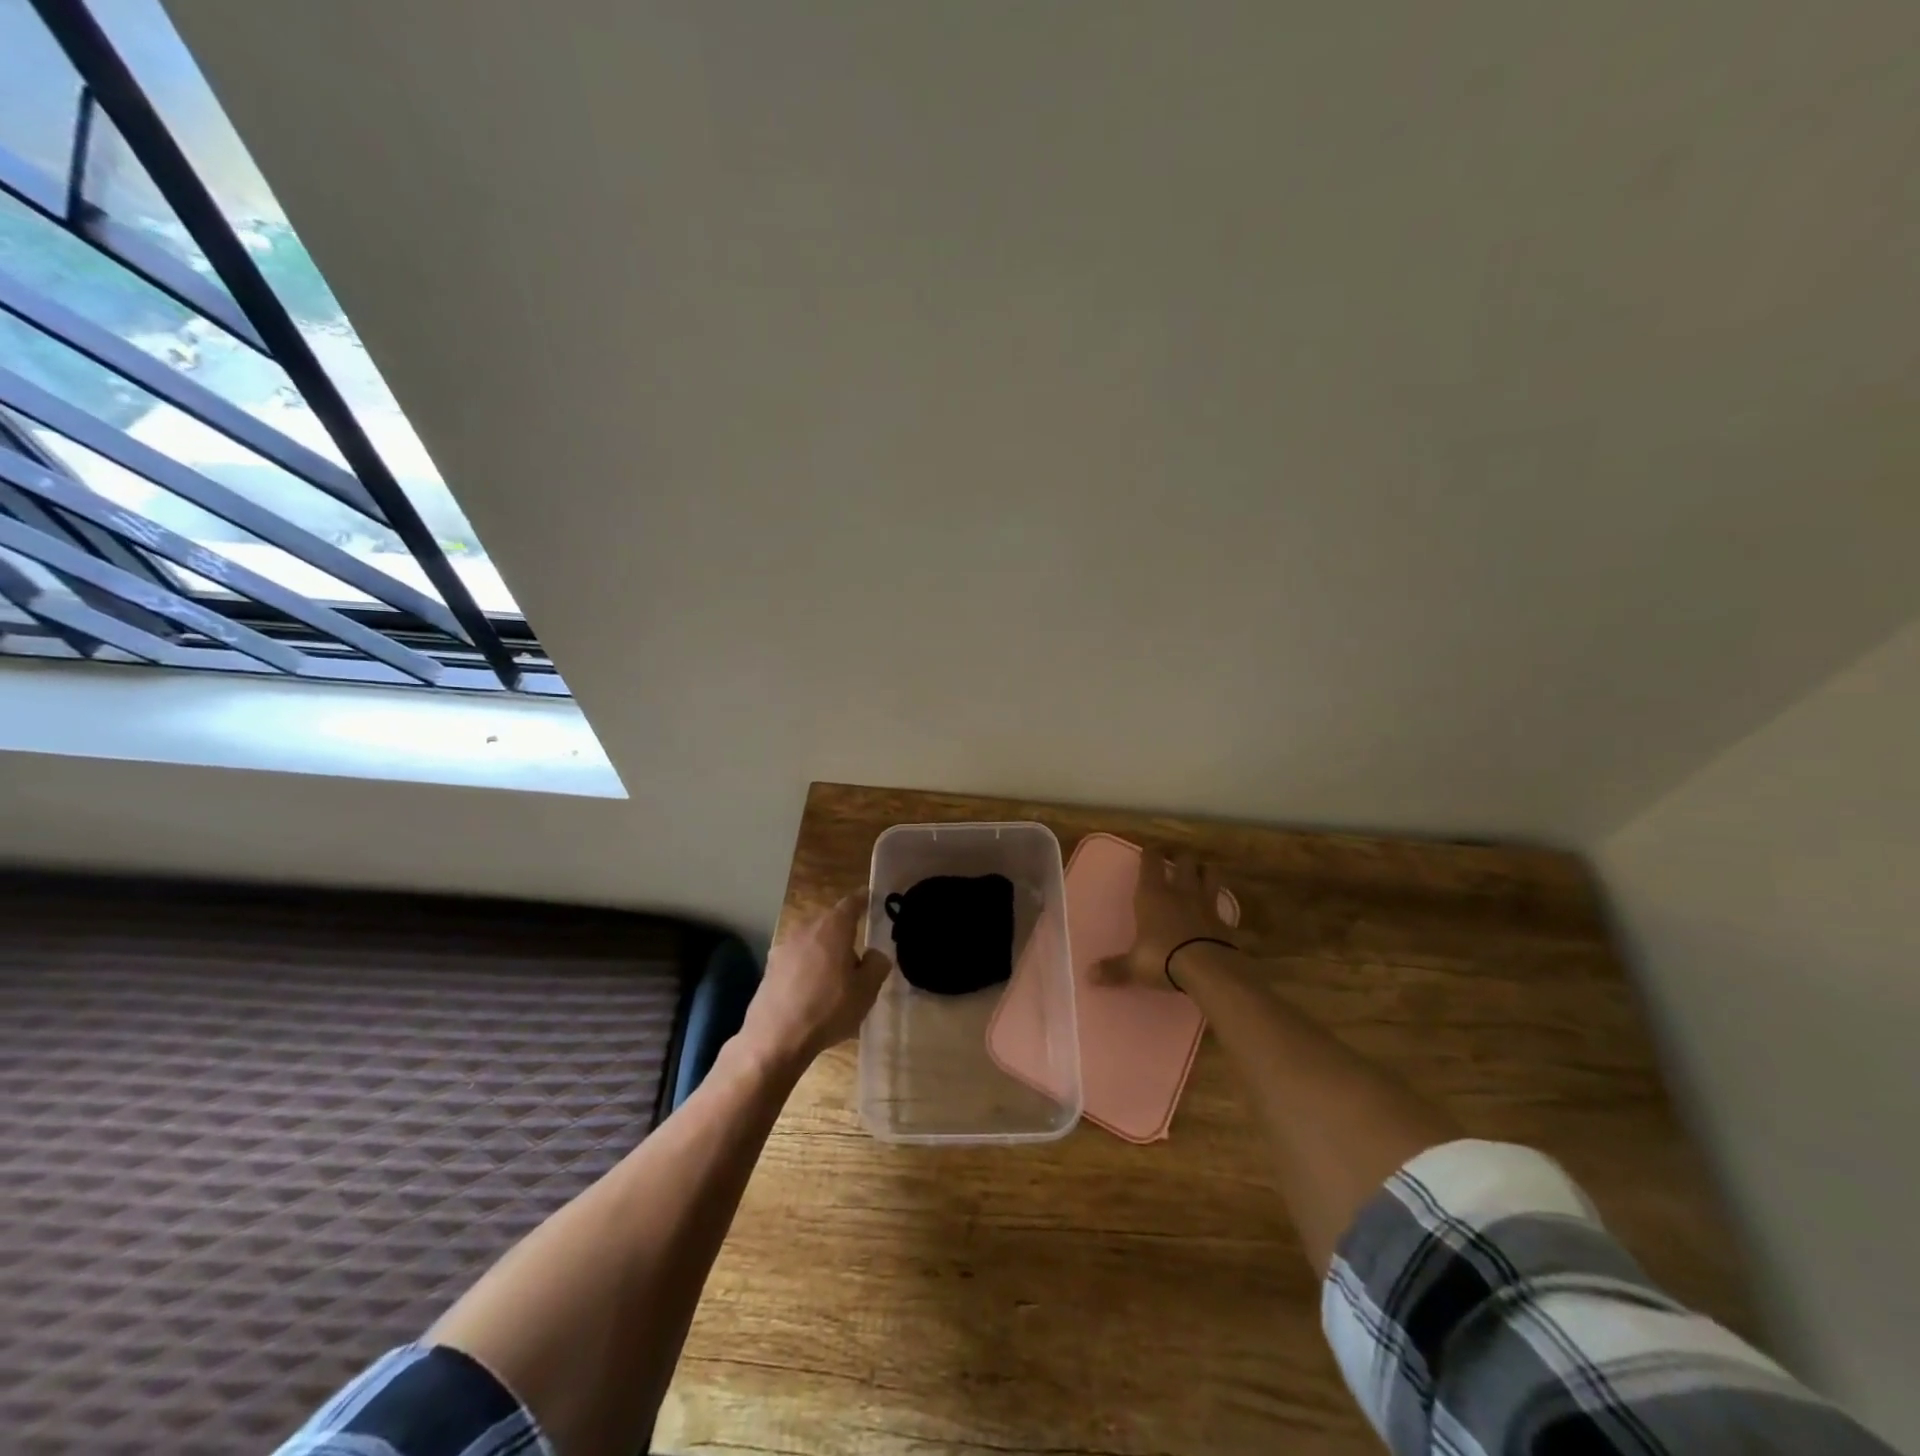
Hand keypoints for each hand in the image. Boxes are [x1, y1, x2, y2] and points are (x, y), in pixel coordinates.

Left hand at [738, 890, 890, 1068]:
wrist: (775, 1038)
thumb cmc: (828, 1009)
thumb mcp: (866, 991)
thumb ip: (876, 965)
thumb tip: (874, 955)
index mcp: (834, 927)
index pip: (851, 902)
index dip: (863, 900)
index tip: (870, 898)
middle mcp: (807, 928)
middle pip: (830, 921)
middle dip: (844, 930)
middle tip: (858, 947)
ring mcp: (784, 946)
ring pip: (812, 940)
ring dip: (824, 949)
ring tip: (836, 973)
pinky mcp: (770, 967)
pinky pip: (797, 958)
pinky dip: (807, 966)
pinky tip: (812, 989)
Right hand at [1094, 850, 1242, 990]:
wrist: (1208, 968)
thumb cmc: (1162, 957)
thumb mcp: (1134, 965)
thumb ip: (1113, 968)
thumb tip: (1089, 975)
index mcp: (1152, 894)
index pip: (1152, 861)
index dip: (1151, 852)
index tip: (1150, 849)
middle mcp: (1180, 891)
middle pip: (1184, 860)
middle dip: (1181, 857)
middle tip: (1177, 860)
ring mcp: (1206, 903)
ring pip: (1210, 874)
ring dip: (1205, 871)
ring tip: (1201, 873)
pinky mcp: (1225, 921)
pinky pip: (1224, 906)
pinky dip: (1221, 905)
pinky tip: (1218, 909)